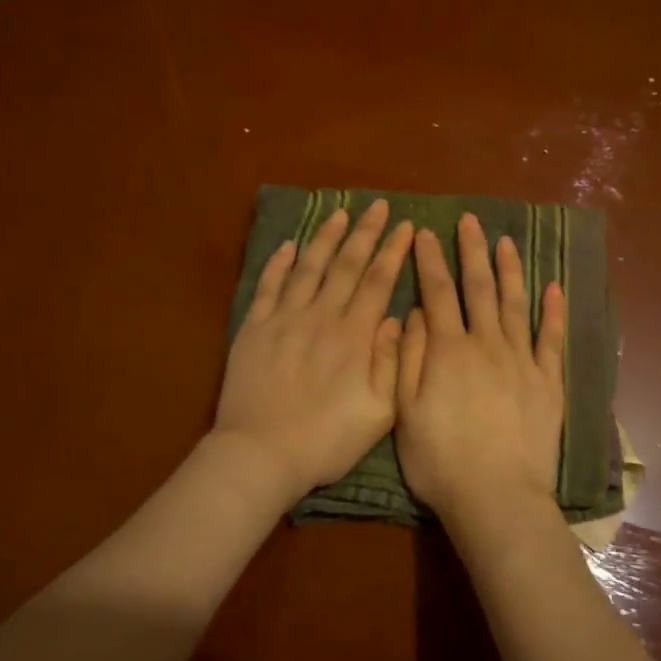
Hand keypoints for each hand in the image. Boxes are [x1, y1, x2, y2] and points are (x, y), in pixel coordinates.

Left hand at [213, 200, 413, 499]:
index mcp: (354, 336)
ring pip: (309, 267)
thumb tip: (396, 318)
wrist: (261, 454)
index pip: (378, 281)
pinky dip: (279, 263)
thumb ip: (391, 363)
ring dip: (326, 237)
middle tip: (379, 206)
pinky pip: (268, 286)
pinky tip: (289, 245)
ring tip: (339, 212)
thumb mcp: (378, 414)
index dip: (393, 251)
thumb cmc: (325, 440)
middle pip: (346, 265)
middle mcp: (320, 316)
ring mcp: (284, 319)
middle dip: (365, 232)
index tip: (406, 226)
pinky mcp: (254, 328)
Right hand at [395, 212, 565, 534]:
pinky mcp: (548, 382)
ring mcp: (522, 361)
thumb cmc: (440, 460)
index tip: (425, 232)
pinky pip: (552, 339)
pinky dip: (553, 311)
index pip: (437, 292)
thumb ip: (408, 357)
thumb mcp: (404, 411)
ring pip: (516, 303)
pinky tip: (554, 287)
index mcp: (448, 350)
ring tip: (506, 241)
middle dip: (473, 251)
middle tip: (471, 220)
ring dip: (510, 269)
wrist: (497, 497)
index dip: (430, 260)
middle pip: (479, 288)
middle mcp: (487, 344)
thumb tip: (415, 313)